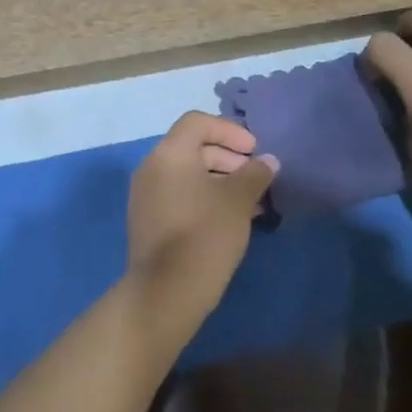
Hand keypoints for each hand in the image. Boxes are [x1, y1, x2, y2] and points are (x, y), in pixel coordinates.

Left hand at [125, 112, 277, 322]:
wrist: (167, 290)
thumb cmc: (206, 233)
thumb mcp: (238, 200)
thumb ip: (255, 174)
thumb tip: (266, 161)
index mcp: (169, 153)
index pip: (197, 122)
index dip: (229, 130)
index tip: (254, 151)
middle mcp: (151, 167)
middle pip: (191, 147)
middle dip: (227, 157)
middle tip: (255, 178)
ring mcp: (145, 194)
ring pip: (186, 174)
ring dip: (219, 180)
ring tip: (250, 202)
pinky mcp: (147, 219)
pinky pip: (178, 194)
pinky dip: (203, 197)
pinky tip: (229, 219)